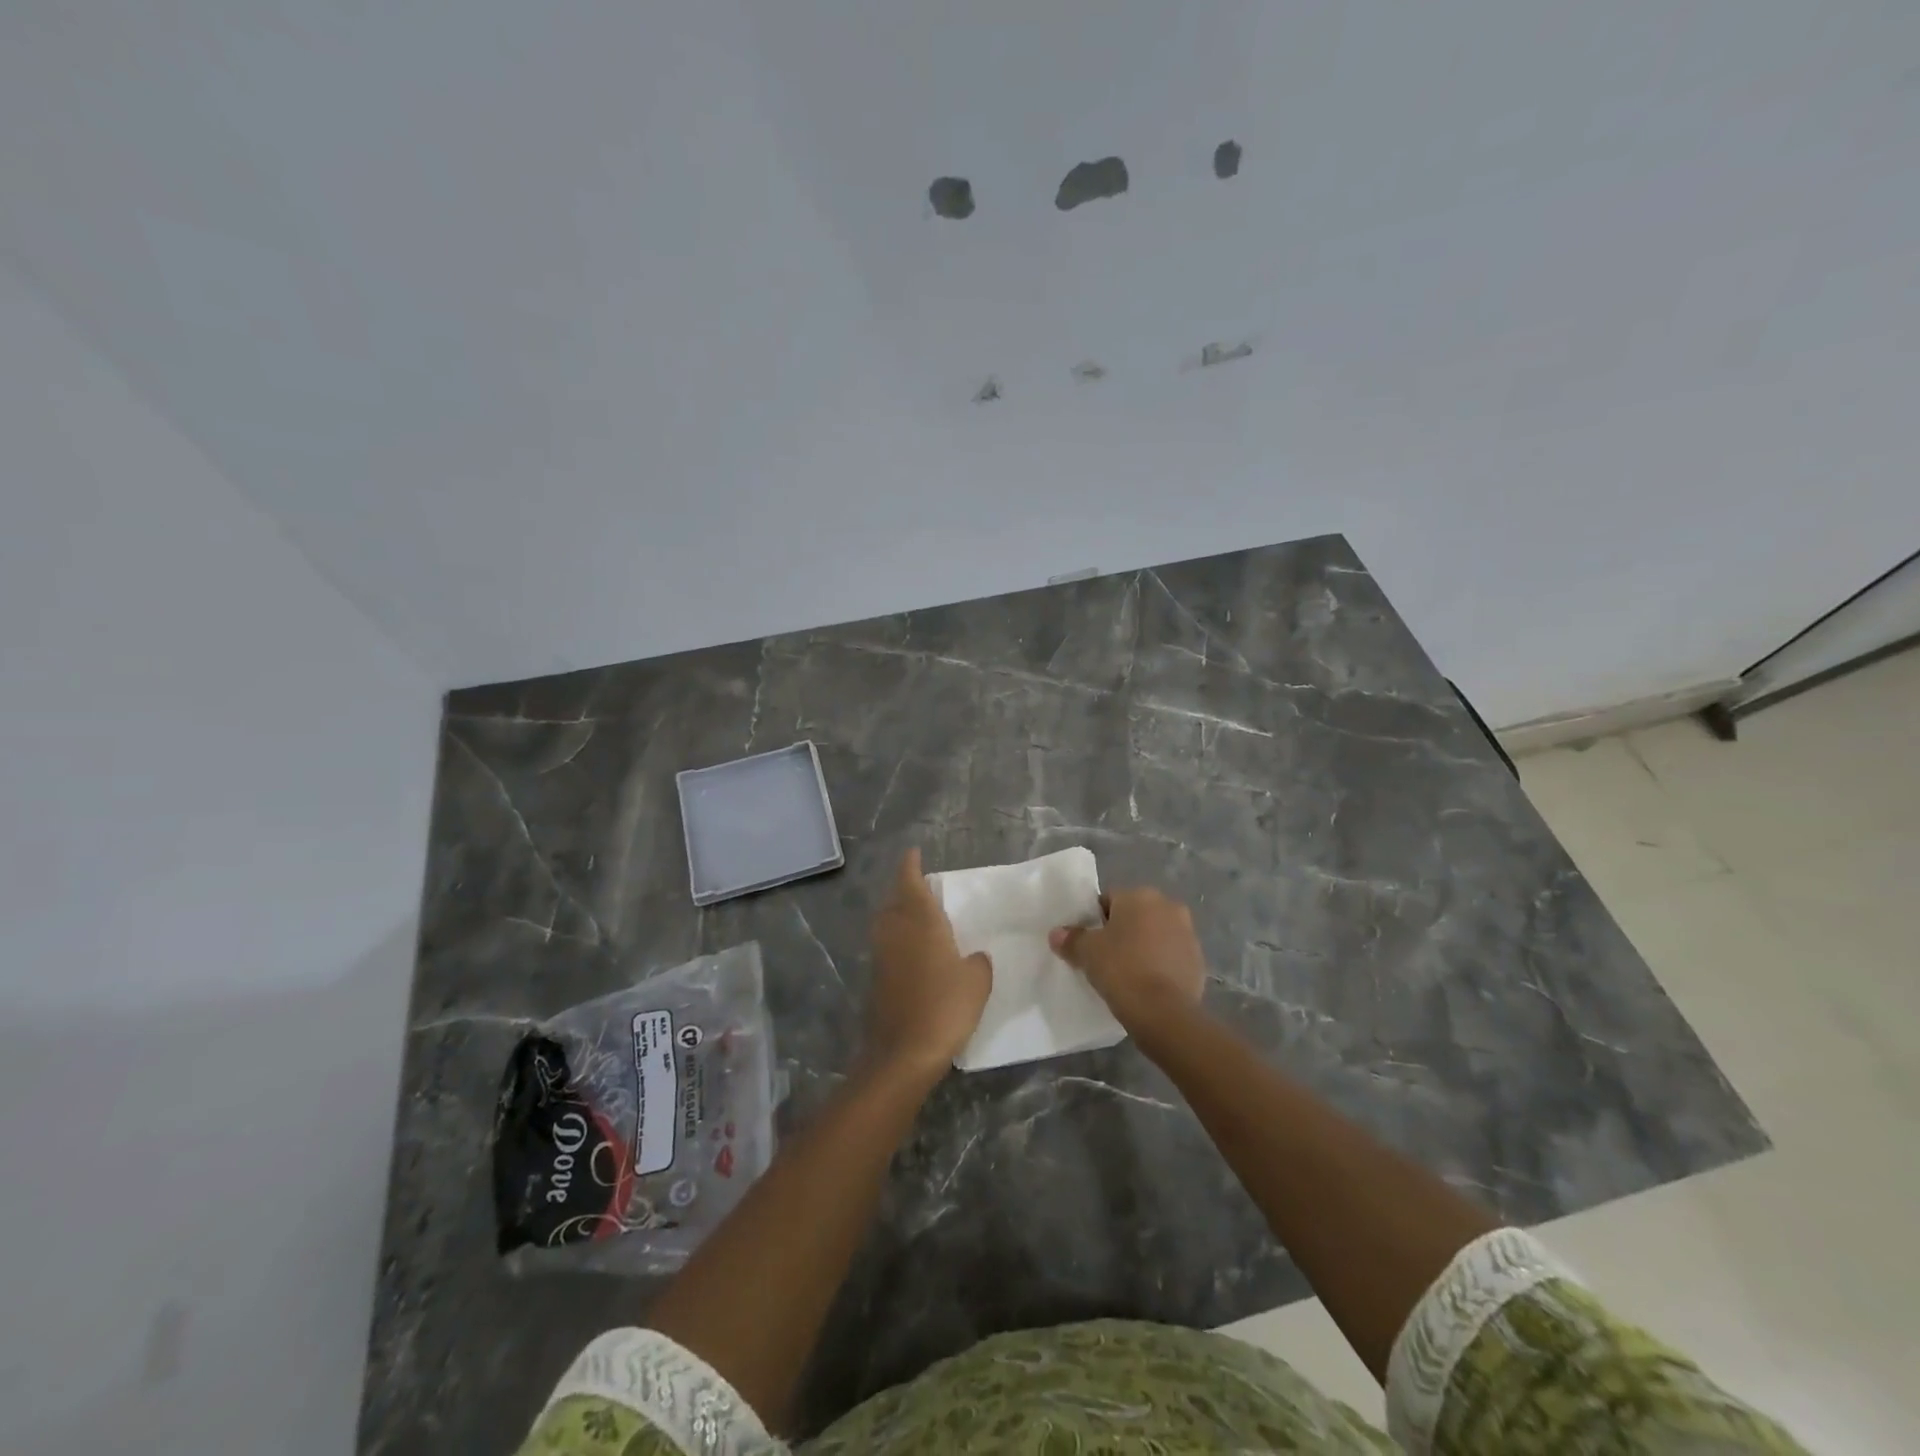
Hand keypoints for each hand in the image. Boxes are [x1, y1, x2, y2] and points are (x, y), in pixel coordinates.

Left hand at [866, 849, 991, 1079]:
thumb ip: (977, 962)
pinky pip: (886, 946)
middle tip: (920, 885)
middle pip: (894, 900)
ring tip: (916, 915)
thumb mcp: (977, 982)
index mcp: (921, 923)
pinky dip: (896, 939)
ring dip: (897, 913)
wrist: (903, 1053)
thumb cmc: (945, 1008)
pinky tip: (912, 951)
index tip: (912, 853)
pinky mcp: (876, 980)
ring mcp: (882, 956)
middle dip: (903, 889)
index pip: (911, 883)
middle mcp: (896, 932)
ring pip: (886, 922)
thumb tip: (973, 957)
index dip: (910, 866)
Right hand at [1049, 888, 1206, 1031]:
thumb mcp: (1087, 953)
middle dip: (1123, 931)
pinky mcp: (1199, 961)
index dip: (1095, 921)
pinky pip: (1171, 957)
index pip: (1109, 900)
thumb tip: (1057, 934)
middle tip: (1106, 957)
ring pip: (1156, 935)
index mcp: (1140, 896)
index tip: (1089, 943)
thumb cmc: (1121, 969)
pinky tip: (1147, 985)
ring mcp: (1188, 934)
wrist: (1164, 1012)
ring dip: (1144, 947)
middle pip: (1136, 915)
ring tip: (1128, 973)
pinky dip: (1160, 965)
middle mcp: (1168, 906)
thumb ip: (1071, 939)